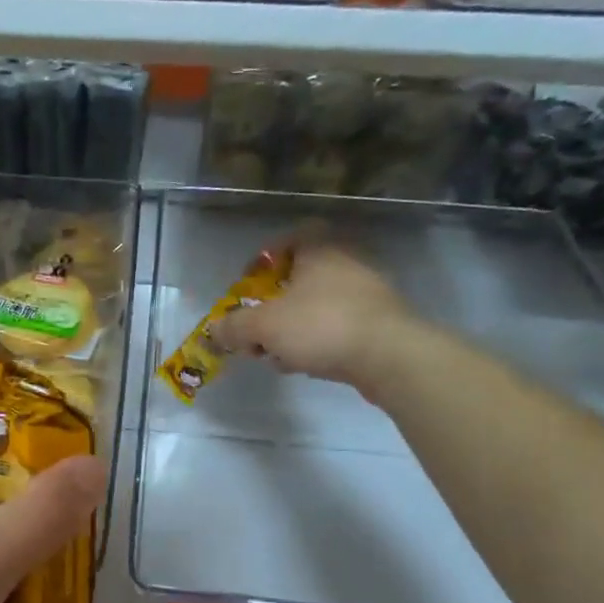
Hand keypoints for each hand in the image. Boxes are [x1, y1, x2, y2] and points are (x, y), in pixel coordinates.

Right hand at [212, 241, 420, 398]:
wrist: (390, 356)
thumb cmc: (321, 326)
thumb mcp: (264, 327)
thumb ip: (234, 327)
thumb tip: (213, 331)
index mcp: (319, 249)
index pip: (289, 238)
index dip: (264, 259)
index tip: (248, 285)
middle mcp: (346, 262)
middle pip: (299, 277)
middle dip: (273, 304)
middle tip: (257, 327)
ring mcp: (367, 293)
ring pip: (316, 305)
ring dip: (292, 327)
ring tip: (277, 354)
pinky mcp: (379, 322)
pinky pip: (336, 326)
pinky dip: (317, 341)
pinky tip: (306, 364)